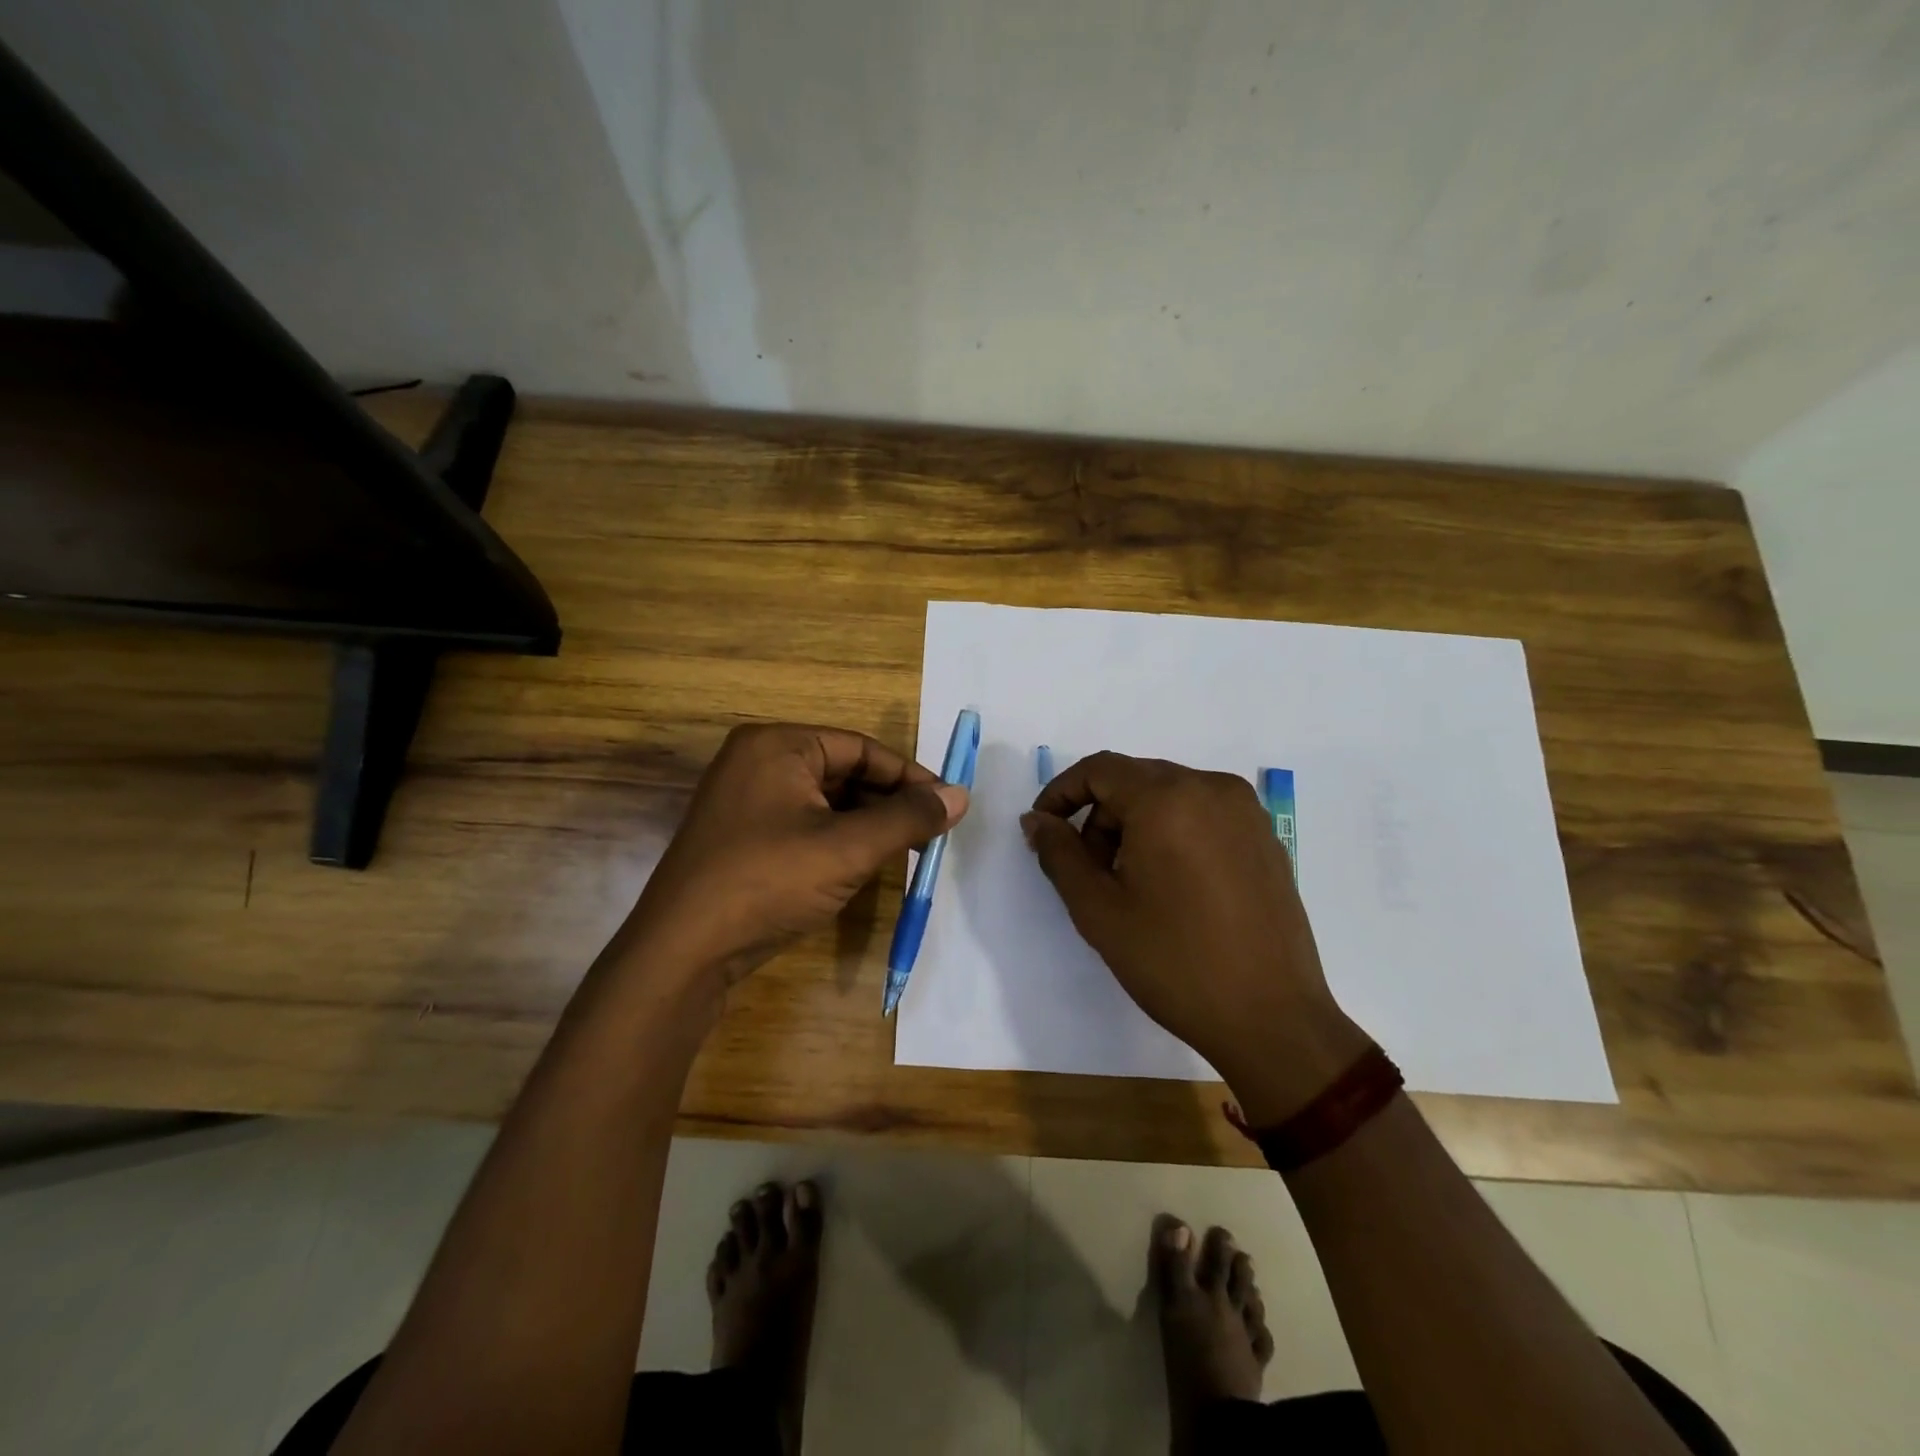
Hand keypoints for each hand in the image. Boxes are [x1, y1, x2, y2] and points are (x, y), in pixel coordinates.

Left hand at [619, 723, 967, 987]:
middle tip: (929, 833)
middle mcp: (758, 762)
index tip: (946, 806)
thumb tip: (961, 796)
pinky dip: (838, 840)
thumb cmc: (769, 881)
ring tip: (904, 852)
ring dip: (867, 824)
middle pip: (844, 772)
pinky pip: (804, 824)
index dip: (908, 777)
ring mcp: (746, 800)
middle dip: (888, 803)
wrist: (684, 952)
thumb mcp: (848, 848)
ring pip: (826, 801)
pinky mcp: (743, 836)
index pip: (861, 748)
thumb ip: (908, 818)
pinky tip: (863, 865)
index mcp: (778, 745)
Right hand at [1022, 752, 1369, 1122]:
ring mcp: (1246, 811)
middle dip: (1099, 814)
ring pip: (1169, 795)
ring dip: (1135, 824)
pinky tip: (1173, 886)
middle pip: (1135, 779)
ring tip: (1130, 883)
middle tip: (1087, 869)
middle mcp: (1211, 788)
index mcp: (1167, 798)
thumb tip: (1036, 820)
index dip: (1061, 793)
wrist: (1272, 1018)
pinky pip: (1203, 814)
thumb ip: (1059, 854)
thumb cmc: (1174, 962)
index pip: (1099, 769)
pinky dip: (1173, 832)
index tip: (1043, 831)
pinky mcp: (1265, 837)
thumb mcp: (1099, 909)